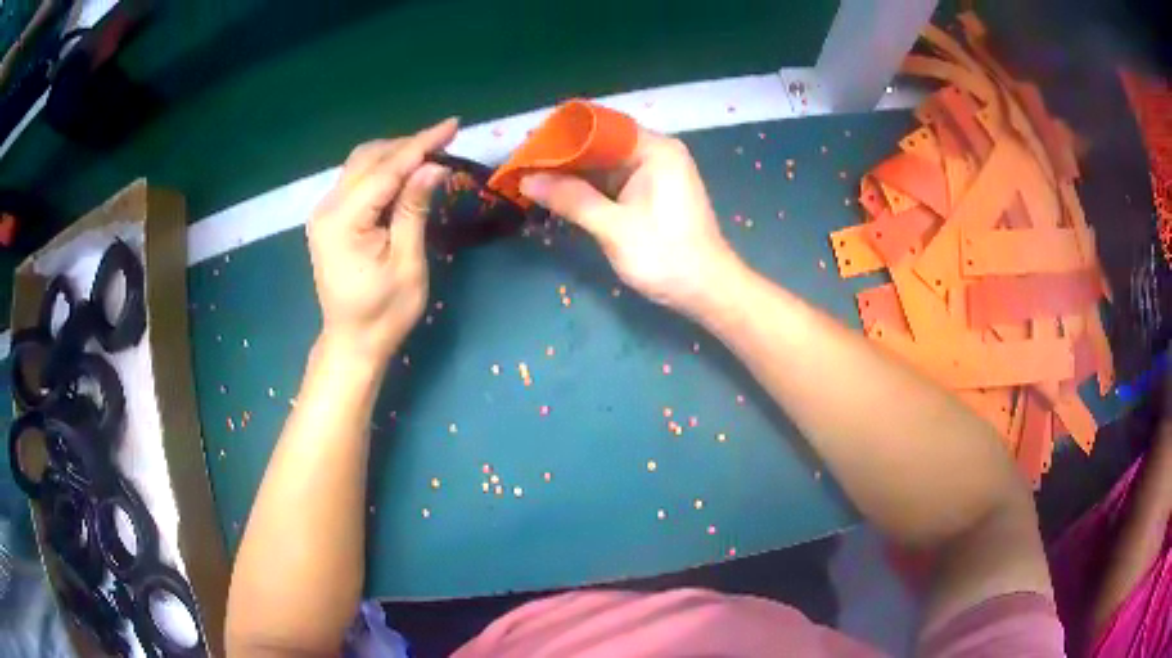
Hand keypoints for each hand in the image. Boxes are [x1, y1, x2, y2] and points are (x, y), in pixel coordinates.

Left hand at [307, 118, 456, 360]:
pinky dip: (383, 170)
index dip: (420, 144)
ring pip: (361, 164)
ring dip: (395, 154)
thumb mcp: (407, 265)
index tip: (452, 125)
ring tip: (430, 153)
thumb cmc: (384, 313)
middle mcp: (327, 209)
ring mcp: (324, 212)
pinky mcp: (329, 218)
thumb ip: (414, 211)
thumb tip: (434, 167)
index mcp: (343, 221)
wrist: (352, 342)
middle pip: (368, 159)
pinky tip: (405, 172)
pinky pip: (357, 180)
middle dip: (408, 145)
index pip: (385, 170)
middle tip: (446, 140)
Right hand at [520, 130, 740, 314]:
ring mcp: (654, 173)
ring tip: (531, 177)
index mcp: (654, 149)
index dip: (562, 135)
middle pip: (601, 143)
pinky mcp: (650, 193)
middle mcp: (655, 153)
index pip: (600, 127)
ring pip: (604, 163)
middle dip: (563, 155)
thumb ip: (570, 198)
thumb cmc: (665, 256)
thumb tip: (526, 179)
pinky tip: (558, 193)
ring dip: (572, 172)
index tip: (528, 147)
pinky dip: (587, 187)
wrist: (707, 291)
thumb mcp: (614, 227)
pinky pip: (612, 181)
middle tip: (523, 166)